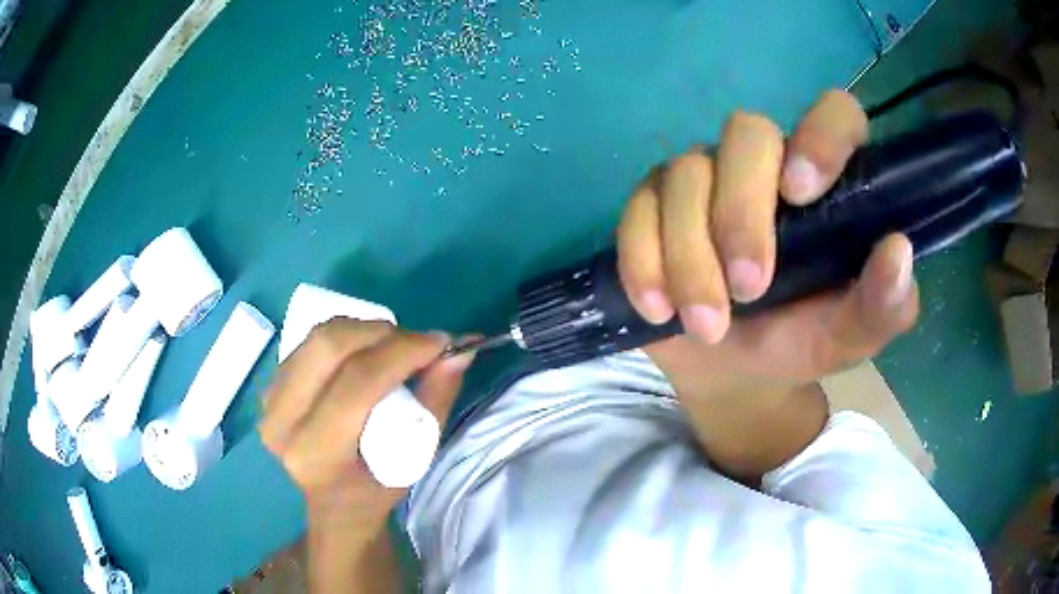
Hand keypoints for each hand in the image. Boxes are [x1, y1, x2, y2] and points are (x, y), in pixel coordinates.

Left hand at [259, 319, 473, 531]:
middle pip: (327, 346)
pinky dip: (343, 338)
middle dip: (379, 332)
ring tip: (391, 347)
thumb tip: (458, 351)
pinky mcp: (268, 388)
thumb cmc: (377, 489)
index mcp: (316, 454)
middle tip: (413, 342)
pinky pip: (307, 344)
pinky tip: (362, 353)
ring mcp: (267, 403)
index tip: (439, 342)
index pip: (357, 383)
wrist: (334, 504)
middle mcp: (281, 425)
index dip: (401, 352)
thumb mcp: (417, 456)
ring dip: (362, 331)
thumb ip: (437, 399)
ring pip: (316, 338)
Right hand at [616, 90, 918, 397]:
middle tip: (748, 289)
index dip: (821, 135)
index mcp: (827, 184)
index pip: (834, 115)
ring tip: (707, 326)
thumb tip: (897, 250)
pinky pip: (636, 210)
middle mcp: (766, 164)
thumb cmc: (802, 342)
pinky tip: (658, 309)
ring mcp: (704, 178)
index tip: (802, 192)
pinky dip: (643, 261)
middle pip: (745, 134)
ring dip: (691, 256)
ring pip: (684, 175)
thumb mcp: (852, 336)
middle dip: (741, 214)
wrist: (735, 370)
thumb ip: (883, 305)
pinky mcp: (653, 206)